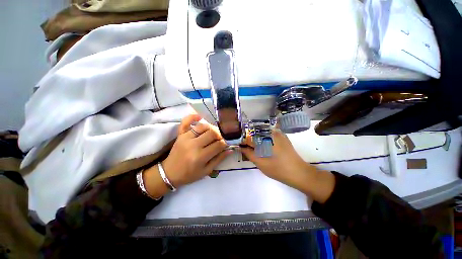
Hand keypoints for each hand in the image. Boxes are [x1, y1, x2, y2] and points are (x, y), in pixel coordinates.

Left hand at [160, 114, 231, 187]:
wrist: (169, 173)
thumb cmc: (189, 174)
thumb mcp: (206, 171)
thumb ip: (219, 159)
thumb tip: (230, 149)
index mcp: (200, 156)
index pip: (218, 145)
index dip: (225, 143)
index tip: (227, 143)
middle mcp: (193, 145)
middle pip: (212, 133)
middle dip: (220, 135)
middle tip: (221, 138)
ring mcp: (185, 138)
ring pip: (203, 127)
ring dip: (211, 128)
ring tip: (214, 133)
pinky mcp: (180, 135)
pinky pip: (185, 122)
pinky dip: (192, 117)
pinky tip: (199, 116)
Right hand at [241, 129, 311, 188]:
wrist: (299, 173)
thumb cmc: (279, 169)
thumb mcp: (261, 163)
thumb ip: (249, 154)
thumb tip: (240, 147)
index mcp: (266, 137)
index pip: (249, 136)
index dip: (242, 140)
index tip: (238, 145)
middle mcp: (272, 132)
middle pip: (255, 132)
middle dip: (248, 138)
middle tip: (244, 146)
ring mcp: (278, 133)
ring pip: (261, 132)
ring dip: (255, 138)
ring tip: (251, 146)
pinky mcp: (282, 136)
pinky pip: (268, 134)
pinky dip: (262, 138)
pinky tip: (261, 145)